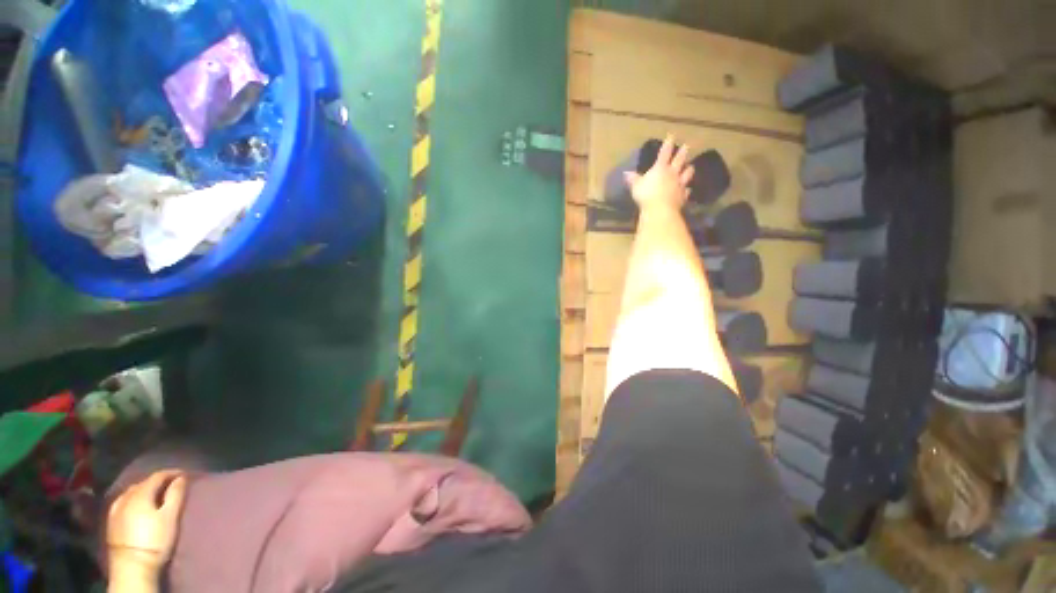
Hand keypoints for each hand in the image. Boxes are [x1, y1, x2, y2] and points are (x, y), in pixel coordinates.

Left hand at [107, 470, 187, 574]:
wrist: (132, 566)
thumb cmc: (155, 540)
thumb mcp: (170, 517)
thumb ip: (175, 495)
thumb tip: (181, 478)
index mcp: (141, 493)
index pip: (158, 476)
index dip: (172, 473)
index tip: (184, 475)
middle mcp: (126, 497)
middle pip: (143, 483)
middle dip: (157, 482)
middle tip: (170, 486)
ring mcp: (116, 509)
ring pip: (131, 492)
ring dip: (144, 490)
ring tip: (155, 495)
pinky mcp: (111, 521)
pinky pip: (123, 502)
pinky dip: (133, 500)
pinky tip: (136, 506)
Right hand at [624, 135, 694, 212]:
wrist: (660, 209)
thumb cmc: (646, 195)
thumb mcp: (636, 186)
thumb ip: (633, 179)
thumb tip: (626, 173)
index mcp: (660, 168)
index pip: (665, 152)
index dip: (668, 143)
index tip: (672, 136)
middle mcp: (672, 173)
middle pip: (679, 160)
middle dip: (683, 152)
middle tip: (687, 146)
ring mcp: (679, 184)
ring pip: (687, 173)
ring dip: (689, 169)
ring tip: (690, 166)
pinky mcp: (682, 196)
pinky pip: (686, 191)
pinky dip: (687, 189)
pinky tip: (687, 189)